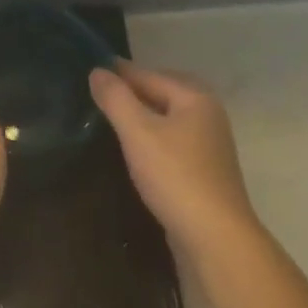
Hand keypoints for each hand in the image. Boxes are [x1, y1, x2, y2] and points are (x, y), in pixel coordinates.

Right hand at [89, 60, 260, 255]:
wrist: (216, 238)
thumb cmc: (175, 177)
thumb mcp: (138, 133)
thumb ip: (116, 99)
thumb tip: (97, 70)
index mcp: (195, 97)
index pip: (149, 75)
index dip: (119, 72)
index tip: (91, 68)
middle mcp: (208, 114)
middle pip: (164, 92)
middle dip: (134, 90)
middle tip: (101, 92)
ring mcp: (210, 143)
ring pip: (169, 118)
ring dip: (144, 115)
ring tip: (114, 119)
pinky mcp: (206, 170)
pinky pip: (174, 140)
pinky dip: (154, 137)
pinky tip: (137, 149)